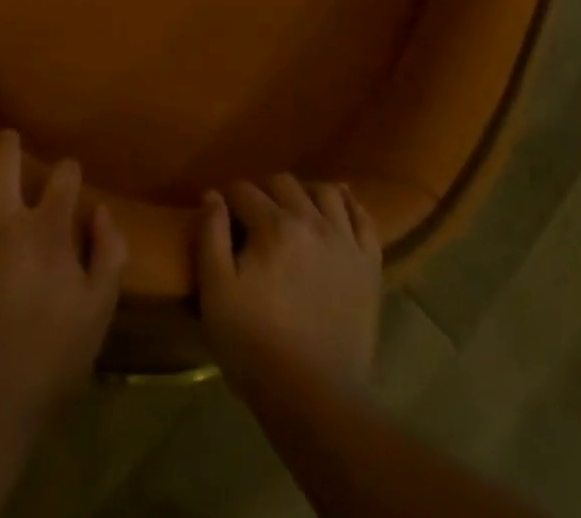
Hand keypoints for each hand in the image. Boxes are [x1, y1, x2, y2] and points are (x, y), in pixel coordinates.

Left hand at [0, 114, 126, 434]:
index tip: (69, 183)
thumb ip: (108, 253)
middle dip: (9, 144)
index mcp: (45, 228)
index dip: (70, 175)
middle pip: (4, 157)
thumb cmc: (47, 362)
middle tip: (8, 141)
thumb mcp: (99, 311)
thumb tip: (101, 209)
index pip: (65, 177)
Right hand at [196, 176, 382, 401]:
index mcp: (273, 226)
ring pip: (325, 191)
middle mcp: (312, 221)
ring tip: (293, 207)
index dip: (228, 197)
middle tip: (252, 213)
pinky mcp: (369, 264)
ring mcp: (346, 241)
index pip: (245, 190)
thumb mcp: (216, 293)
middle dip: (263, 190)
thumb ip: (211, 237)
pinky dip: (349, 204)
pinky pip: (363, 217)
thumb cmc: (255, 346)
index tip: (221, 213)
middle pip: (284, 183)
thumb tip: (212, 196)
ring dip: (304, 191)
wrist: (315, 398)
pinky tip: (337, 206)